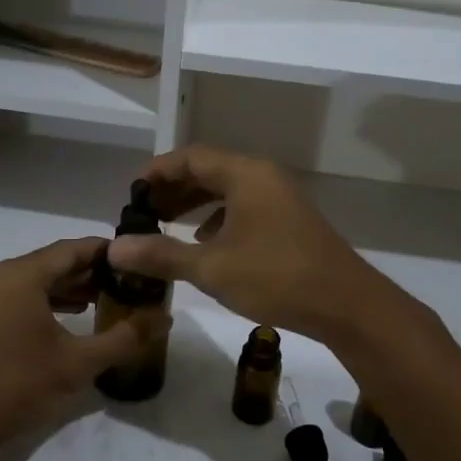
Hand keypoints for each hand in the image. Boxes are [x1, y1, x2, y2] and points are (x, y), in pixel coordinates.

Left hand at [0, 238, 152, 460]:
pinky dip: (45, 301)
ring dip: (68, 288)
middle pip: (53, 262)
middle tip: (128, 284)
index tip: (138, 261)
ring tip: (104, 300)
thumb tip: (165, 318)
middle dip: (91, 272)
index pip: (73, 249)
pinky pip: (17, 295)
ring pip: (35, 280)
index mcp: (19, 275)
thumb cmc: (16, 389)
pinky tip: (70, 316)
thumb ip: (124, 337)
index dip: (108, 253)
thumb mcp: (78, 364)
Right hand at [105, 146, 394, 343]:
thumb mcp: (211, 267)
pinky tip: (204, 243)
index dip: (158, 171)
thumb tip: (114, 249)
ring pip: (228, 190)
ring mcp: (280, 198)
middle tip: (144, 211)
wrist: (345, 304)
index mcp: (245, 174)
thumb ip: (161, 254)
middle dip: (174, 188)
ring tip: (166, 224)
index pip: (191, 157)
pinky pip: (244, 207)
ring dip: (195, 204)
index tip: (132, 192)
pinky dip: (219, 218)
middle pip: (209, 170)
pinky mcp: (289, 221)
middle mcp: (263, 177)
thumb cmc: (275, 276)